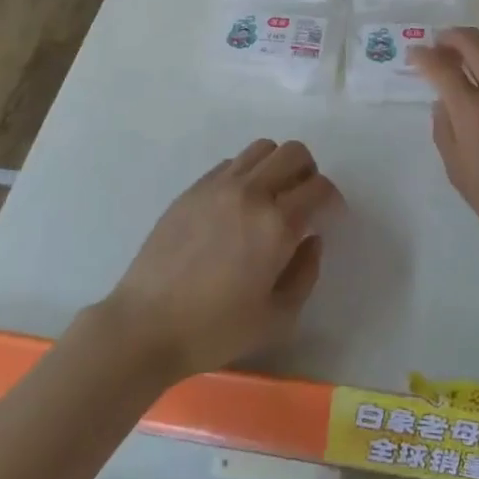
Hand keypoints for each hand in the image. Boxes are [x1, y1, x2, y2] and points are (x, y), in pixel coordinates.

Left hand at [104, 139, 341, 380]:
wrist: (146, 324)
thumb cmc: (215, 329)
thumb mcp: (277, 318)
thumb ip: (306, 273)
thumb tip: (312, 239)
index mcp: (276, 224)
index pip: (319, 188)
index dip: (333, 200)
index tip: (330, 218)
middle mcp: (250, 192)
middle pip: (294, 153)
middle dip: (309, 174)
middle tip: (304, 203)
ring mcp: (218, 185)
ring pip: (262, 149)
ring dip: (277, 167)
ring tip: (272, 197)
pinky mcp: (193, 188)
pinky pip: (232, 163)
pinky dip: (247, 174)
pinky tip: (239, 205)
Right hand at [412, 28, 478, 264]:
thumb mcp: (458, 172)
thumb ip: (444, 130)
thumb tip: (443, 102)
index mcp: (472, 110)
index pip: (440, 67)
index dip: (423, 55)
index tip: (415, 54)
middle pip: (472, 41)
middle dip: (451, 36)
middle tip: (442, 43)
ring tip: (474, 52)